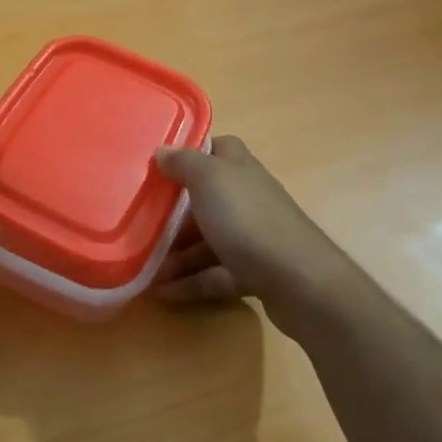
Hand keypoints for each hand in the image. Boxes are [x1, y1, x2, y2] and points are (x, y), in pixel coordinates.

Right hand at [154, 137, 340, 321]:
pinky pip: (215, 274)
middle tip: (141, 221)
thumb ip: (184, 162)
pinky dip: (191, 282)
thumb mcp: (208, 179)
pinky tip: (163, 292)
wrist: (299, 282)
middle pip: (206, 198)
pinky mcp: (256, 272)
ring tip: (146, 268)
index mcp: (239, 169)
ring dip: (177, 254)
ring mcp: (254, 236)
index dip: (191, 153)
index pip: (217, 149)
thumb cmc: (248, 219)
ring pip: (209, 240)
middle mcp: (248, 197)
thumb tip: (163, 151)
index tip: (159, 166)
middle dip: (174, 212)